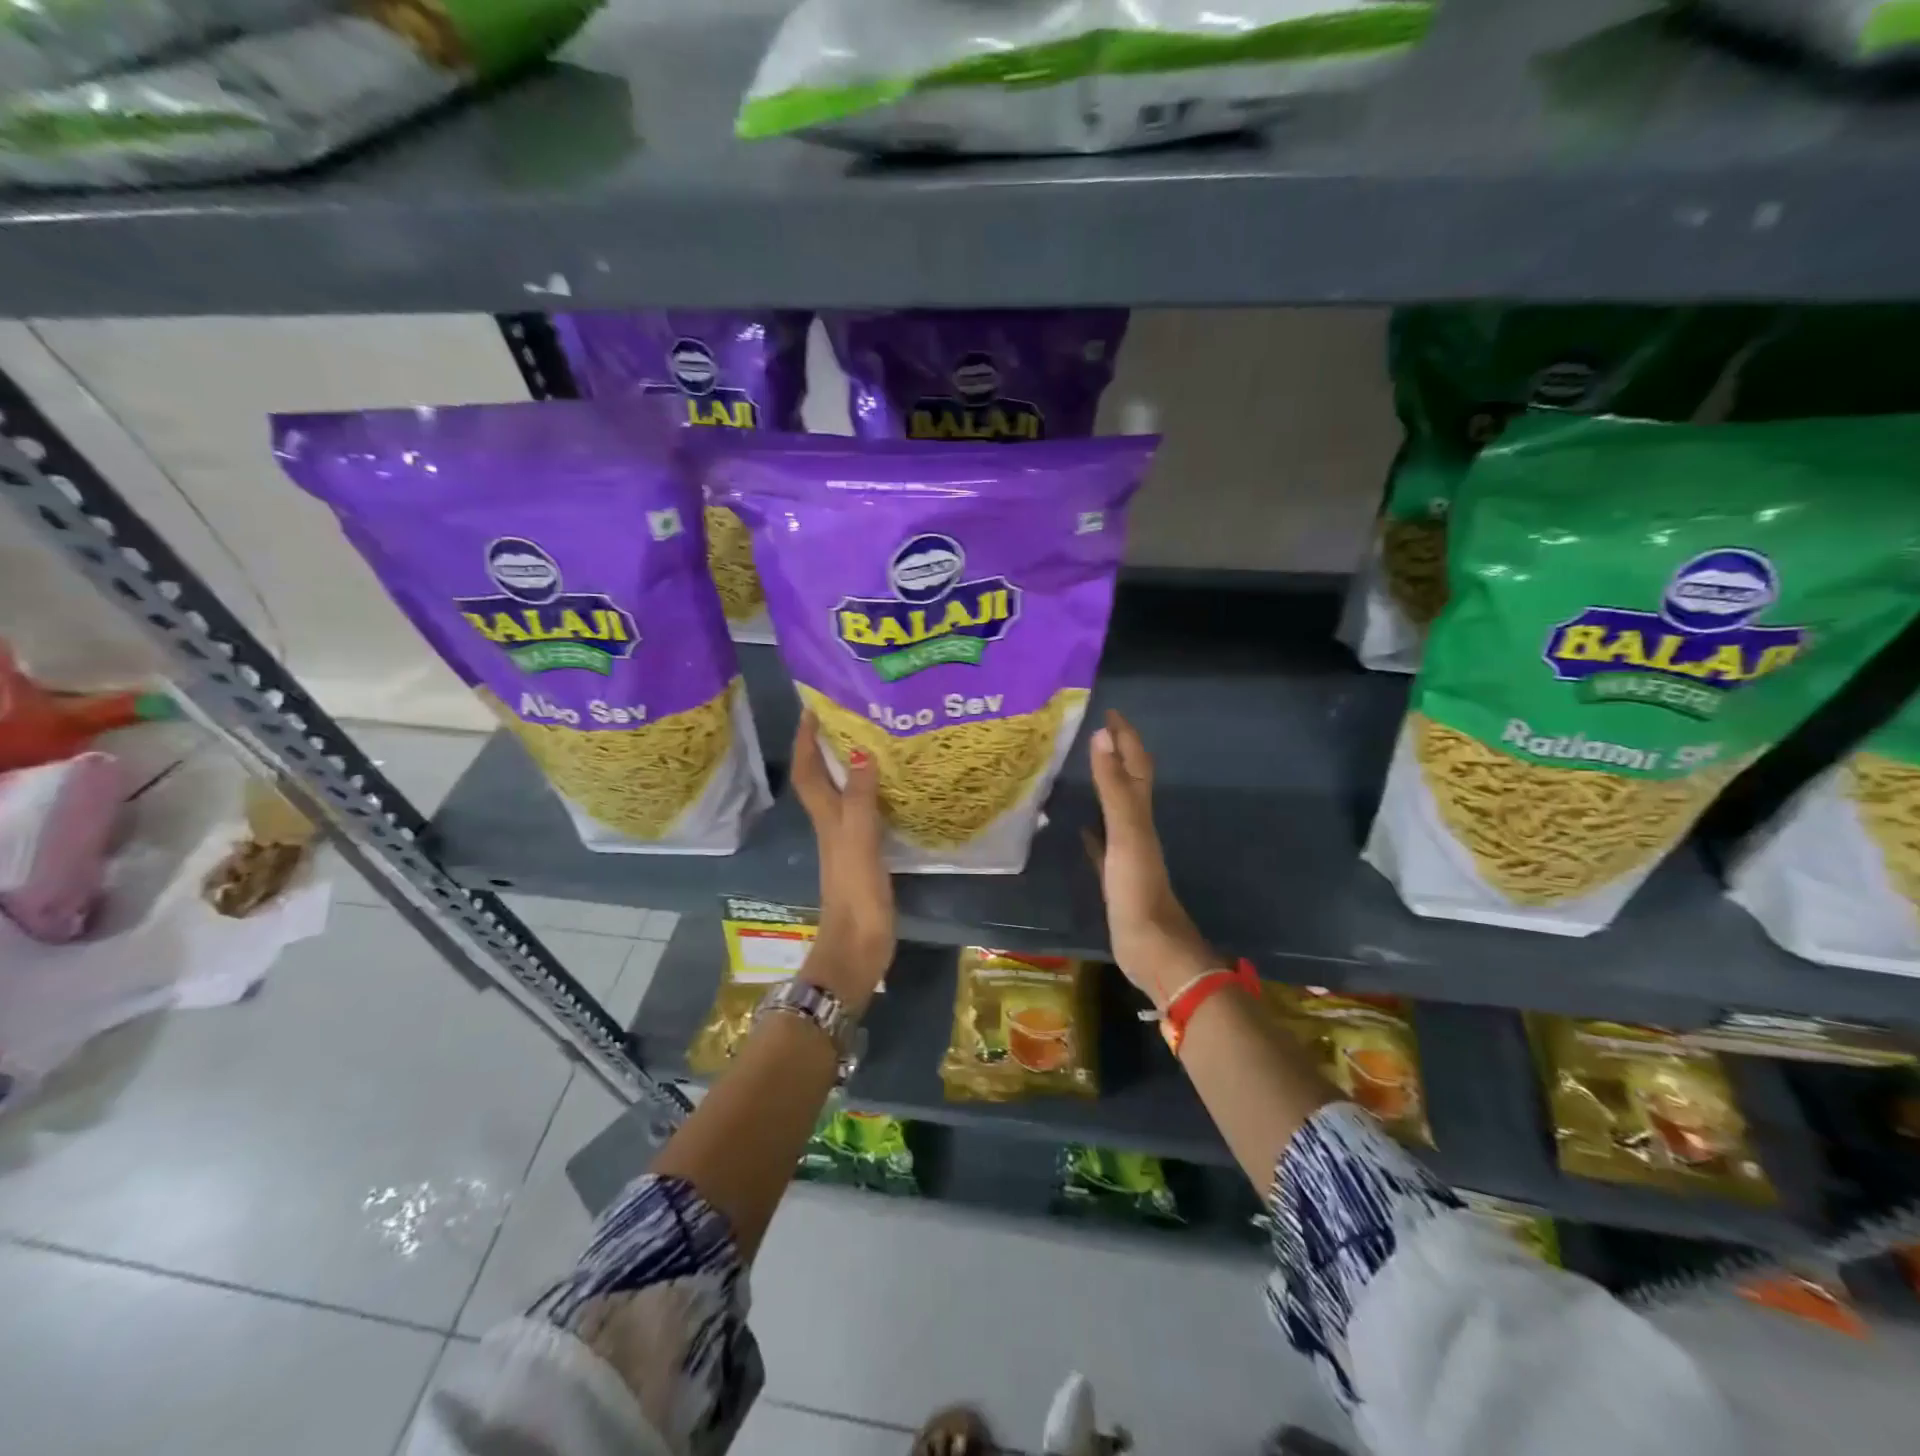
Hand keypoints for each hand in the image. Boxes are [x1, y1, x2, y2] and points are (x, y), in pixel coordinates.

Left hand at [791, 711, 894, 1013]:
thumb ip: (858, 798)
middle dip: (827, 746)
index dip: (806, 740)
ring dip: (848, 766)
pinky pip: (864, 812)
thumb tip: (858, 750)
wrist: (858, 945)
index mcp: (826, 817)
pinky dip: (871, 793)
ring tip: (872, 741)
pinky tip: (891, 789)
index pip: (808, 771)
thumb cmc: (855, 892)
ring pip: (842, 793)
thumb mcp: (858, 840)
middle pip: (821, 778)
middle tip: (850, 716)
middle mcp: (832, 824)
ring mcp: (847, 841)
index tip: (812, 708)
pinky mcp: (864, 855)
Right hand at [1084, 709, 1216, 1009]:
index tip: (1110, 711)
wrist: (1151, 946)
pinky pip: (1102, 843)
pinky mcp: (1115, 876)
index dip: (1125, 737)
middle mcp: (1136, 826)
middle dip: (1116, 754)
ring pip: (1115, 809)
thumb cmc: (1137, 887)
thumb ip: (1113, 787)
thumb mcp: (1125, 832)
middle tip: (1093, 732)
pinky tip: (1079, 827)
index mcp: (1140, 813)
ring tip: (1082, 769)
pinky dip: (1092, 830)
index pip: (1135, 764)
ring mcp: (1126, 852)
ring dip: (1104, 786)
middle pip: (1128, 781)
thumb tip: (1102, 736)